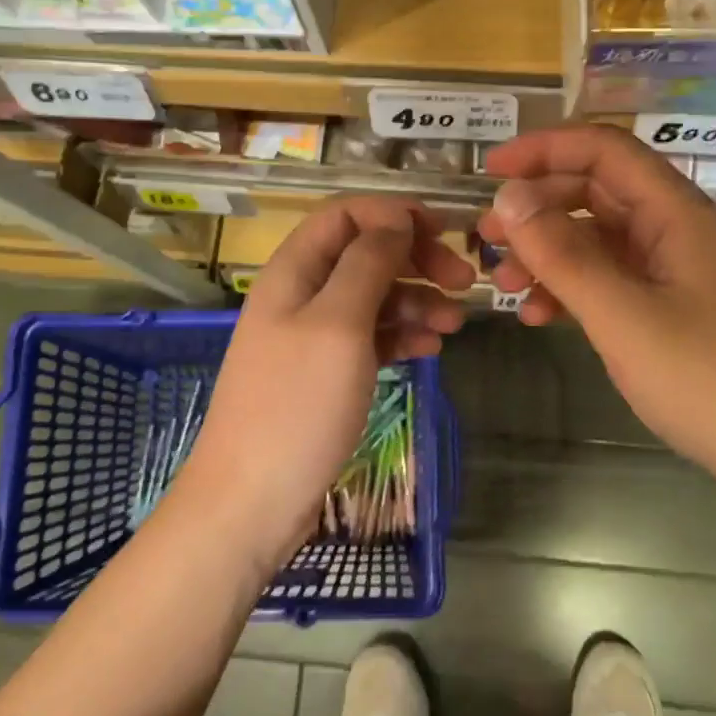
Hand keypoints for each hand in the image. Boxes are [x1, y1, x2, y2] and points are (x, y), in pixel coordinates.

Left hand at [179, 197, 474, 571]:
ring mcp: (313, 337)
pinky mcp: (326, 374)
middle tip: (463, 280)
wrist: (252, 502)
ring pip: (373, 297)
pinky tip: (430, 349)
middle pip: (363, 253)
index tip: (441, 232)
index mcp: (294, 271)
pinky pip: (371, 338)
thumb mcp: (338, 324)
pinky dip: (402, 335)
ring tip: (455, 323)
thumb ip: (368, 264)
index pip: (344, 214)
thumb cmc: (297, 405)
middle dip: (414, 258)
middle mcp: (302, 295)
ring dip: (417, 300)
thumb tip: (395, 221)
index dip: (392, 214)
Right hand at [477, 125, 715, 481]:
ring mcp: (676, 271)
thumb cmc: (709, 379)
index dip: (545, 149)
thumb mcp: (623, 316)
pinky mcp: (674, 308)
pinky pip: (613, 280)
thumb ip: (563, 255)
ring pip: (600, 240)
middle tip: (486, 238)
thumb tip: (509, 197)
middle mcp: (677, 229)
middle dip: (538, 208)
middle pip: (597, 192)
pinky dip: (573, 289)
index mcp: (676, 213)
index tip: (490, 172)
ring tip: (506, 285)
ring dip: (549, 253)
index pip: (604, 151)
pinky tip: (542, 316)